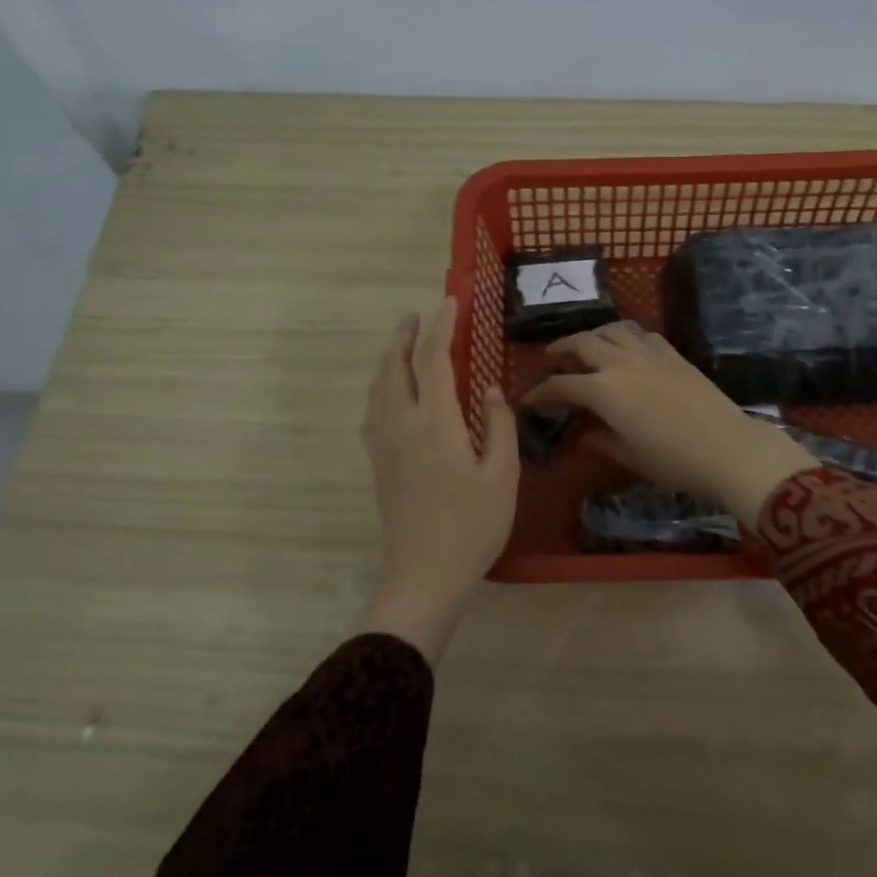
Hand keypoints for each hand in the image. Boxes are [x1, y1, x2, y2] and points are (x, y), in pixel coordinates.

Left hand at [360, 299, 518, 662]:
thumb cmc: (472, 526)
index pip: (433, 359)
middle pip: (395, 366)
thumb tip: (490, 389)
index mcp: (435, 422)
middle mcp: (401, 423)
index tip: (451, 302)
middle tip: (417, 314)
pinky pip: (373, 407)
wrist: (424, 575)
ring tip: (403, 343)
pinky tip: (392, 391)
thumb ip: (499, 425)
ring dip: (390, 357)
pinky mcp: (378, 462)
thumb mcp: (502, 475)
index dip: (442, 326)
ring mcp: (384, 443)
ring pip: (379, 386)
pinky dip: (382, 385)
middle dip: (405, 335)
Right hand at [521, 323, 817, 527]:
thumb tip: (582, 436)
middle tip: (551, 358)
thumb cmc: (673, 460)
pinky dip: (625, 336)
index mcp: (603, 391)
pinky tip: (627, 348)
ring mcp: (649, 354)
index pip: (561, 385)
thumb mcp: (629, 456)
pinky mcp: (673, 354)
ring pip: (612, 330)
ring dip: (592, 334)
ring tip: (586, 345)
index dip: (540, 392)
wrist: (727, 447)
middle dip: (561, 349)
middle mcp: (621, 363)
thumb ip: (600, 441)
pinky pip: (641, 335)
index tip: (528, 399)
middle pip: (582, 343)